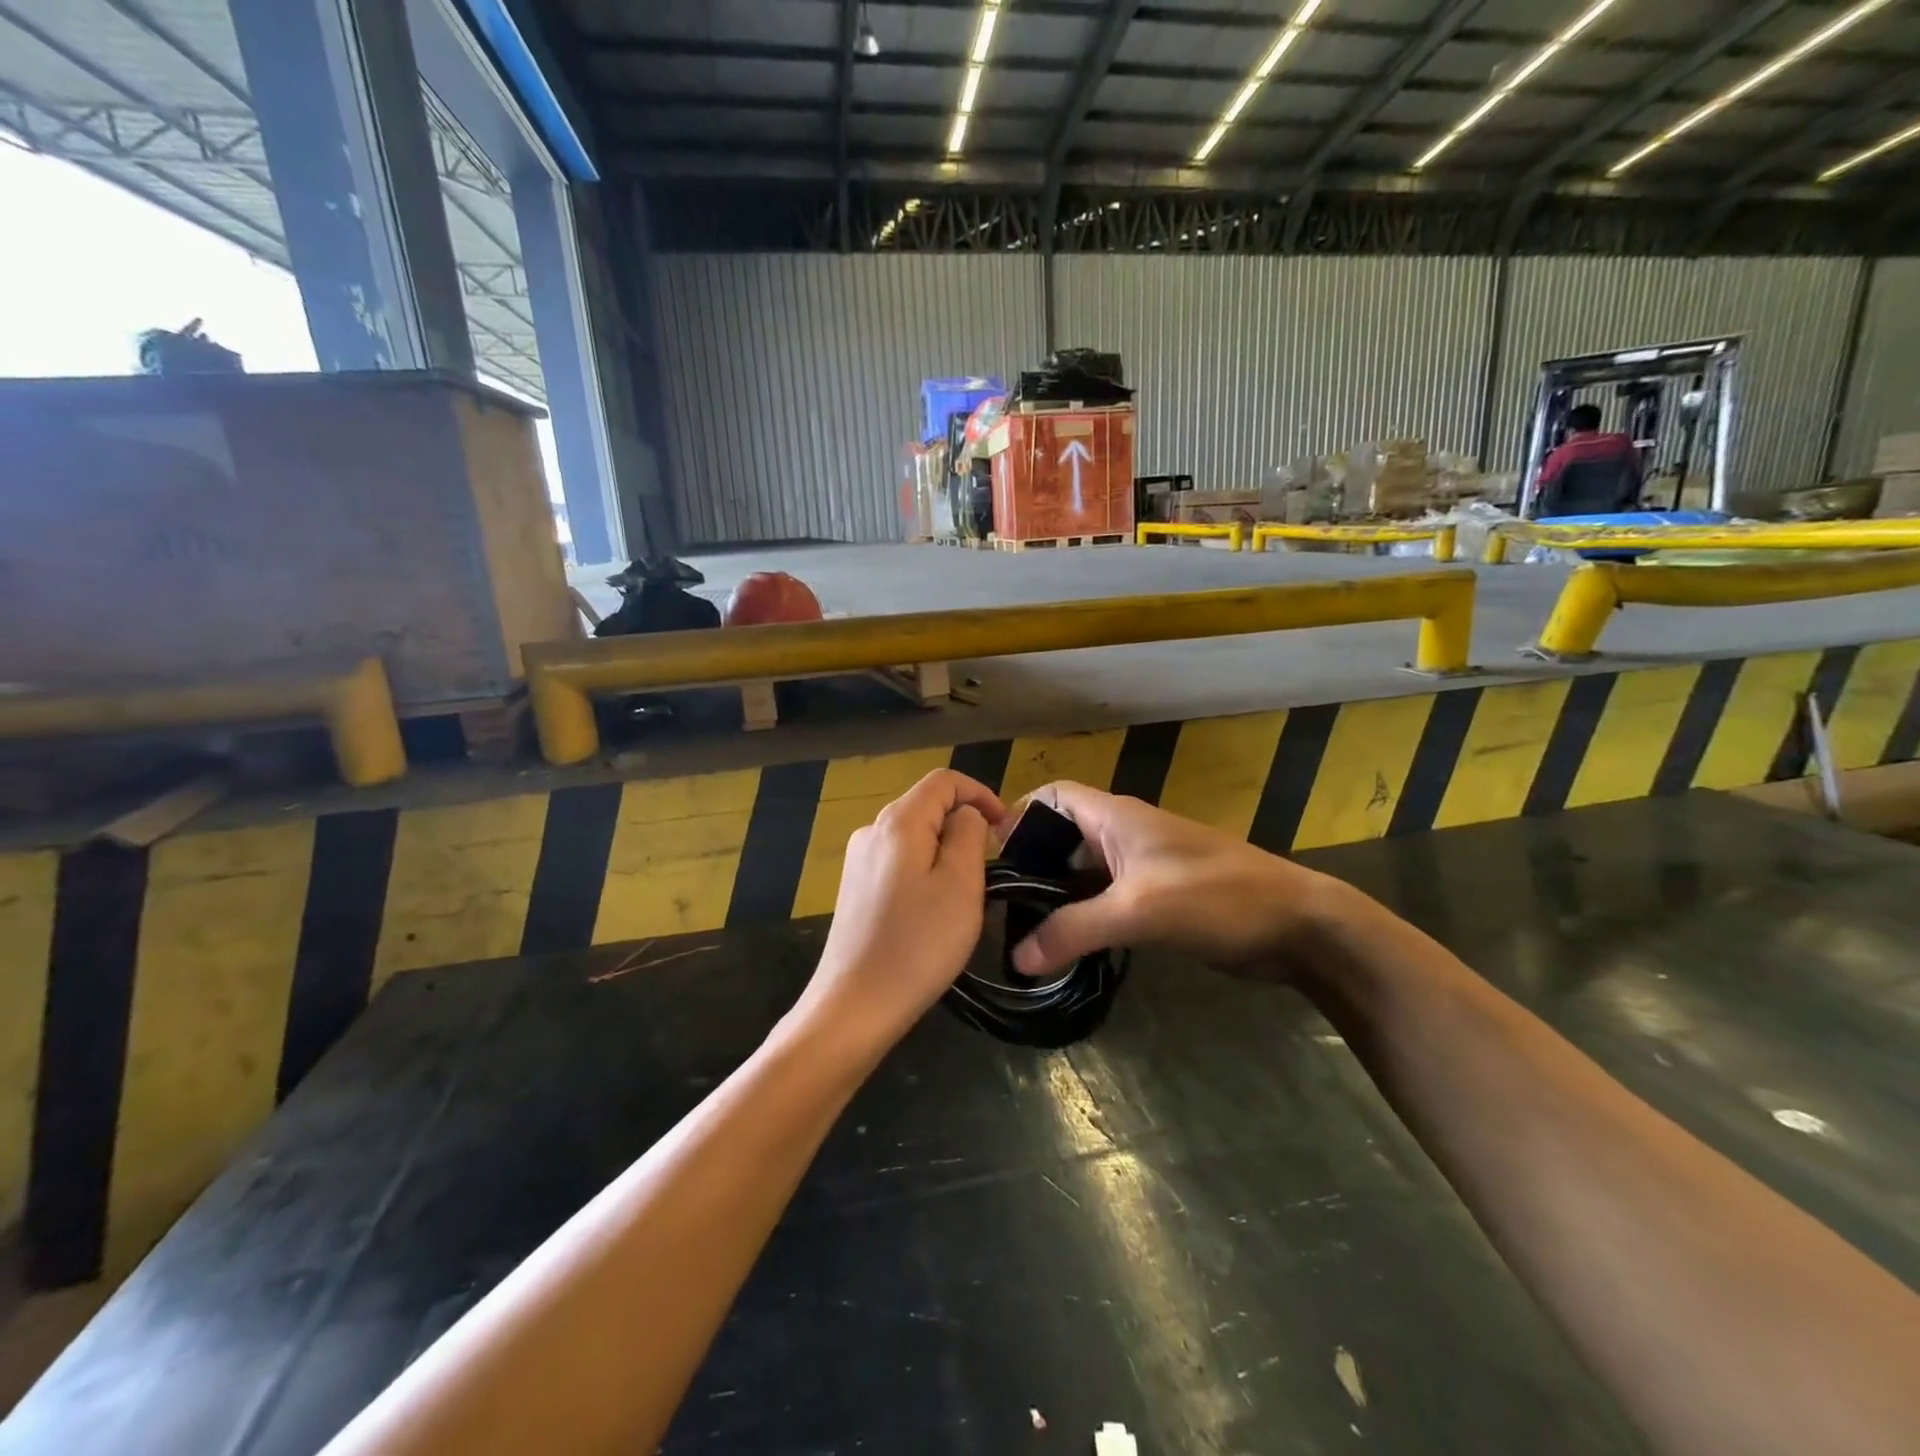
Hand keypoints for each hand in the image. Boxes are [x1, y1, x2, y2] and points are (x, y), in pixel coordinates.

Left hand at [788, 770, 1005, 1059]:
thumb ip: (968, 834)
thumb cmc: (918, 944)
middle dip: (963, 823)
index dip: (980, 793)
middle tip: (989, 864)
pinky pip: (898, 861)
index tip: (1005, 827)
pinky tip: (932, 908)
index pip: (943, 780)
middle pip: (925, 805)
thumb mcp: (961, 884)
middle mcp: (871, 830)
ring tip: (965, 891)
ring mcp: (858, 860)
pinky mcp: (854, 888)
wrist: (855, 1005)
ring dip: (945, 849)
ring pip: (913, 835)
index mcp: (898, 822)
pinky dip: (924, 869)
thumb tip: (965, 815)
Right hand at [1007, 782, 1336, 977]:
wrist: (1296, 926)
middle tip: (1001, 908)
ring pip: (1083, 873)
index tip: (993, 857)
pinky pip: (1106, 899)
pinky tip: (1066, 948)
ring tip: (1023, 933)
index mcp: (1115, 817)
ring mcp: (1142, 866)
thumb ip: (1073, 930)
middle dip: (1032, 865)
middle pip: (1062, 837)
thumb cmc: (1215, 898)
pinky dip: (1083, 917)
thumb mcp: (1136, 911)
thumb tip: (1016, 957)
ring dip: (1057, 897)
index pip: (1053, 795)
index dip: (1019, 815)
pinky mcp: (1157, 897)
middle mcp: (1123, 834)